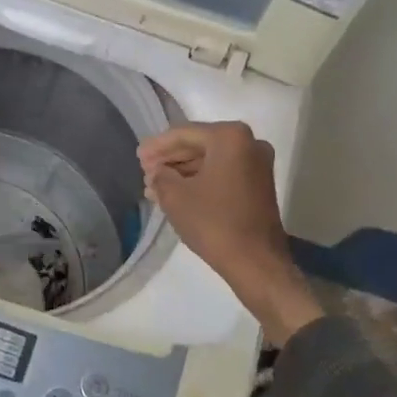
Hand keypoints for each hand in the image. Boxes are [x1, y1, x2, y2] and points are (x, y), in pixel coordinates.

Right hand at [139, 122, 322, 345]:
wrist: (256, 262)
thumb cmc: (214, 222)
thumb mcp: (175, 196)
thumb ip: (160, 175)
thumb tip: (157, 172)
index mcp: (230, 137)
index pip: (184, 134)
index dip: (157, 146)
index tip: (137, 155)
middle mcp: (249, 143)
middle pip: (199, 145)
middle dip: (169, 159)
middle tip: (144, 170)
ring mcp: (257, 164)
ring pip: (210, 161)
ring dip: (182, 172)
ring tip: (154, 186)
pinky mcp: (259, 185)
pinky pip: (222, 174)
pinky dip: (199, 181)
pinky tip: (175, 194)